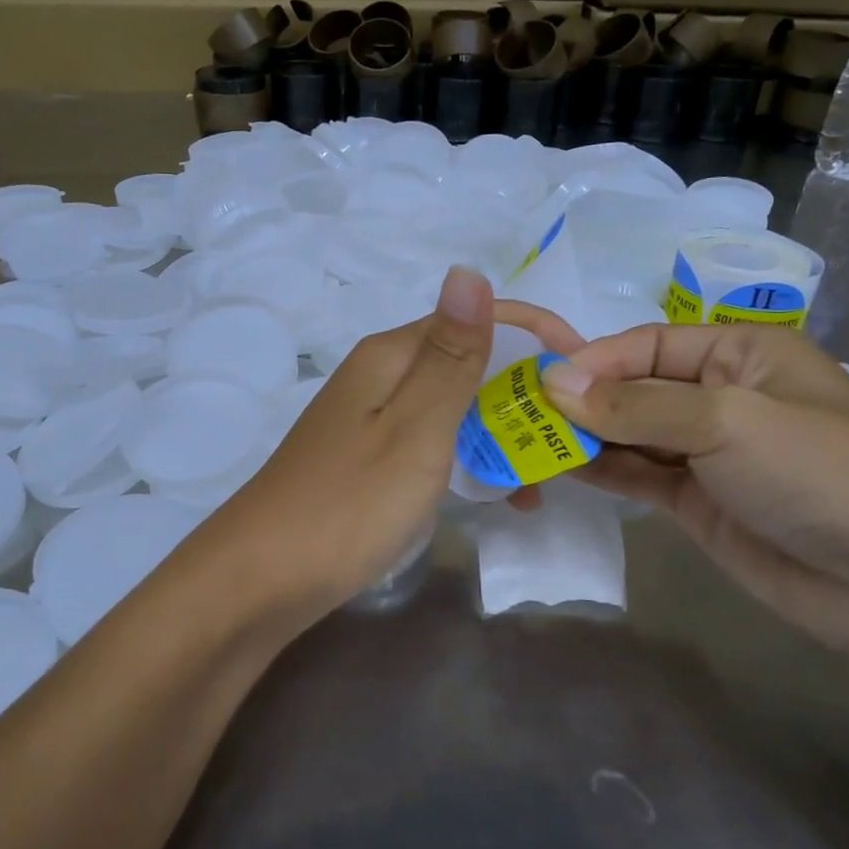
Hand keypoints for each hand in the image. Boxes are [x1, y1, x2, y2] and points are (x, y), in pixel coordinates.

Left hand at [195, 268, 577, 631]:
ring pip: (454, 407)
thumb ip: (450, 356)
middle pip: (468, 363)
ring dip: (503, 432)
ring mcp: (370, 420)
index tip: (587, 374)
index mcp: (391, 355)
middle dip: (525, 392)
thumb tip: (469, 269)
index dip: (537, 337)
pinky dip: (470, 460)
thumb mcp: (415, 429)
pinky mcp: (367, 460)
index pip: (477, 319)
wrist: (261, 579)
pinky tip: (498, 496)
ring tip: (545, 478)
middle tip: (574, 439)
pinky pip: (433, 444)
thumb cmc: (349, 504)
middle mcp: (380, 376)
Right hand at [540, 324, 848, 656]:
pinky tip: (560, 469)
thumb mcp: (726, 420)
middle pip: (634, 387)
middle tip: (522, 417)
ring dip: (584, 437)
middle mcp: (721, 393)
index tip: (543, 385)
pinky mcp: (695, 499)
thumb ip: (635, 404)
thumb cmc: (817, 470)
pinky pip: (637, 473)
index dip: (595, 361)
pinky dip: (601, 469)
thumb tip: (552, 384)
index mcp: (741, 351)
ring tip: (528, 444)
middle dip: (583, 401)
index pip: (649, 343)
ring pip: (629, 432)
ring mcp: (707, 450)